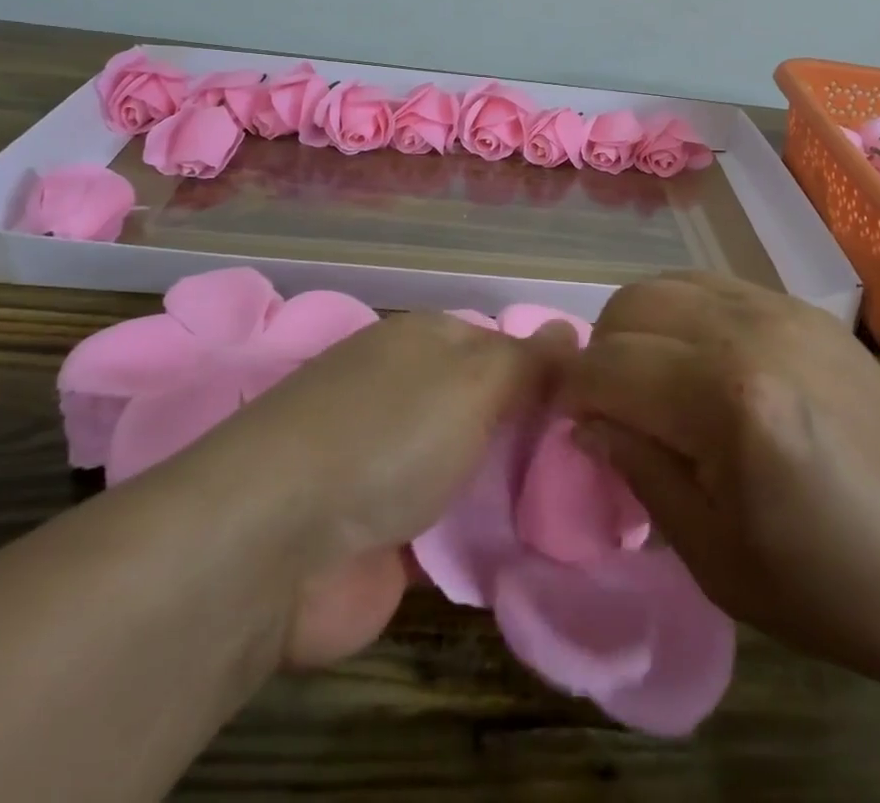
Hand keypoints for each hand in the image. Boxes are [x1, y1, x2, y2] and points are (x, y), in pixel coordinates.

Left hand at [217, 311, 573, 668]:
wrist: (278, 544)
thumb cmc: (388, 433)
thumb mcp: (473, 378)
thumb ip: (528, 361)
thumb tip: (571, 329)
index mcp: (423, 343)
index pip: (501, 346)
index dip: (548, 373)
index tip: (596, 407)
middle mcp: (407, 396)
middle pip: (489, 410)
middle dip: (537, 436)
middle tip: (601, 466)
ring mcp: (393, 468)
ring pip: (474, 470)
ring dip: (516, 489)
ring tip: (589, 511)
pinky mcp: (386, 538)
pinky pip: (454, 530)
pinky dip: (486, 538)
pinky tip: (538, 549)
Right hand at [563, 272, 879, 706]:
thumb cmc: (837, 589)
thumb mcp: (716, 557)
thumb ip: (638, 470)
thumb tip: (586, 422)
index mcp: (728, 399)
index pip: (606, 366)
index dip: (571, 398)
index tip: (571, 432)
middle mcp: (749, 330)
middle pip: (629, 306)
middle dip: (601, 357)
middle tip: (614, 415)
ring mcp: (781, 308)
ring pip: (665, 284)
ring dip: (639, 329)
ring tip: (654, 386)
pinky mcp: (804, 308)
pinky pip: (712, 285)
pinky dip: (682, 315)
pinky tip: (701, 365)